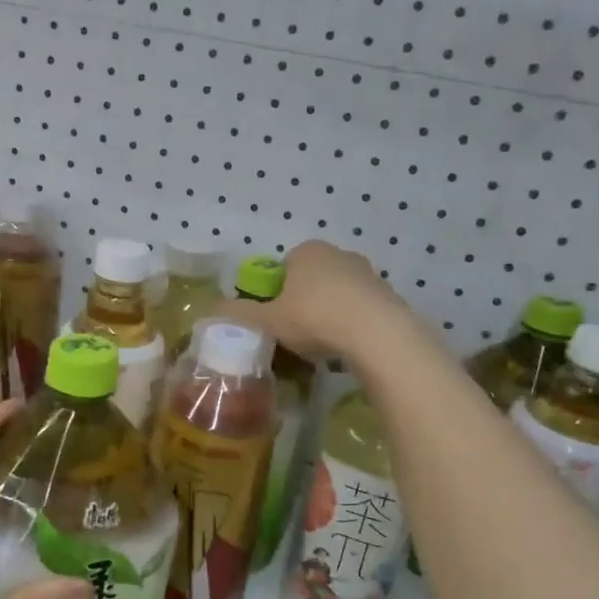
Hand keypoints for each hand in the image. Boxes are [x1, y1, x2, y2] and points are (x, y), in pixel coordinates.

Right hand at [220, 240, 410, 360]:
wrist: (377, 334)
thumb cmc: (315, 318)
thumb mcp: (269, 320)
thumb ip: (240, 314)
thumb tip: (210, 309)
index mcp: (307, 251)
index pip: (284, 267)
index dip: (276, 292)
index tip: (276, 317)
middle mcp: (338, 254)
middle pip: (311, 279)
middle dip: (303, 302)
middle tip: (296, 332)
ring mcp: (367, 273)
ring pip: (337, 294)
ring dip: (329, 313)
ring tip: (323, 344)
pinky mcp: (388, 295)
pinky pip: (360, 309)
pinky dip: (352, 324)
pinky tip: (347, 347)